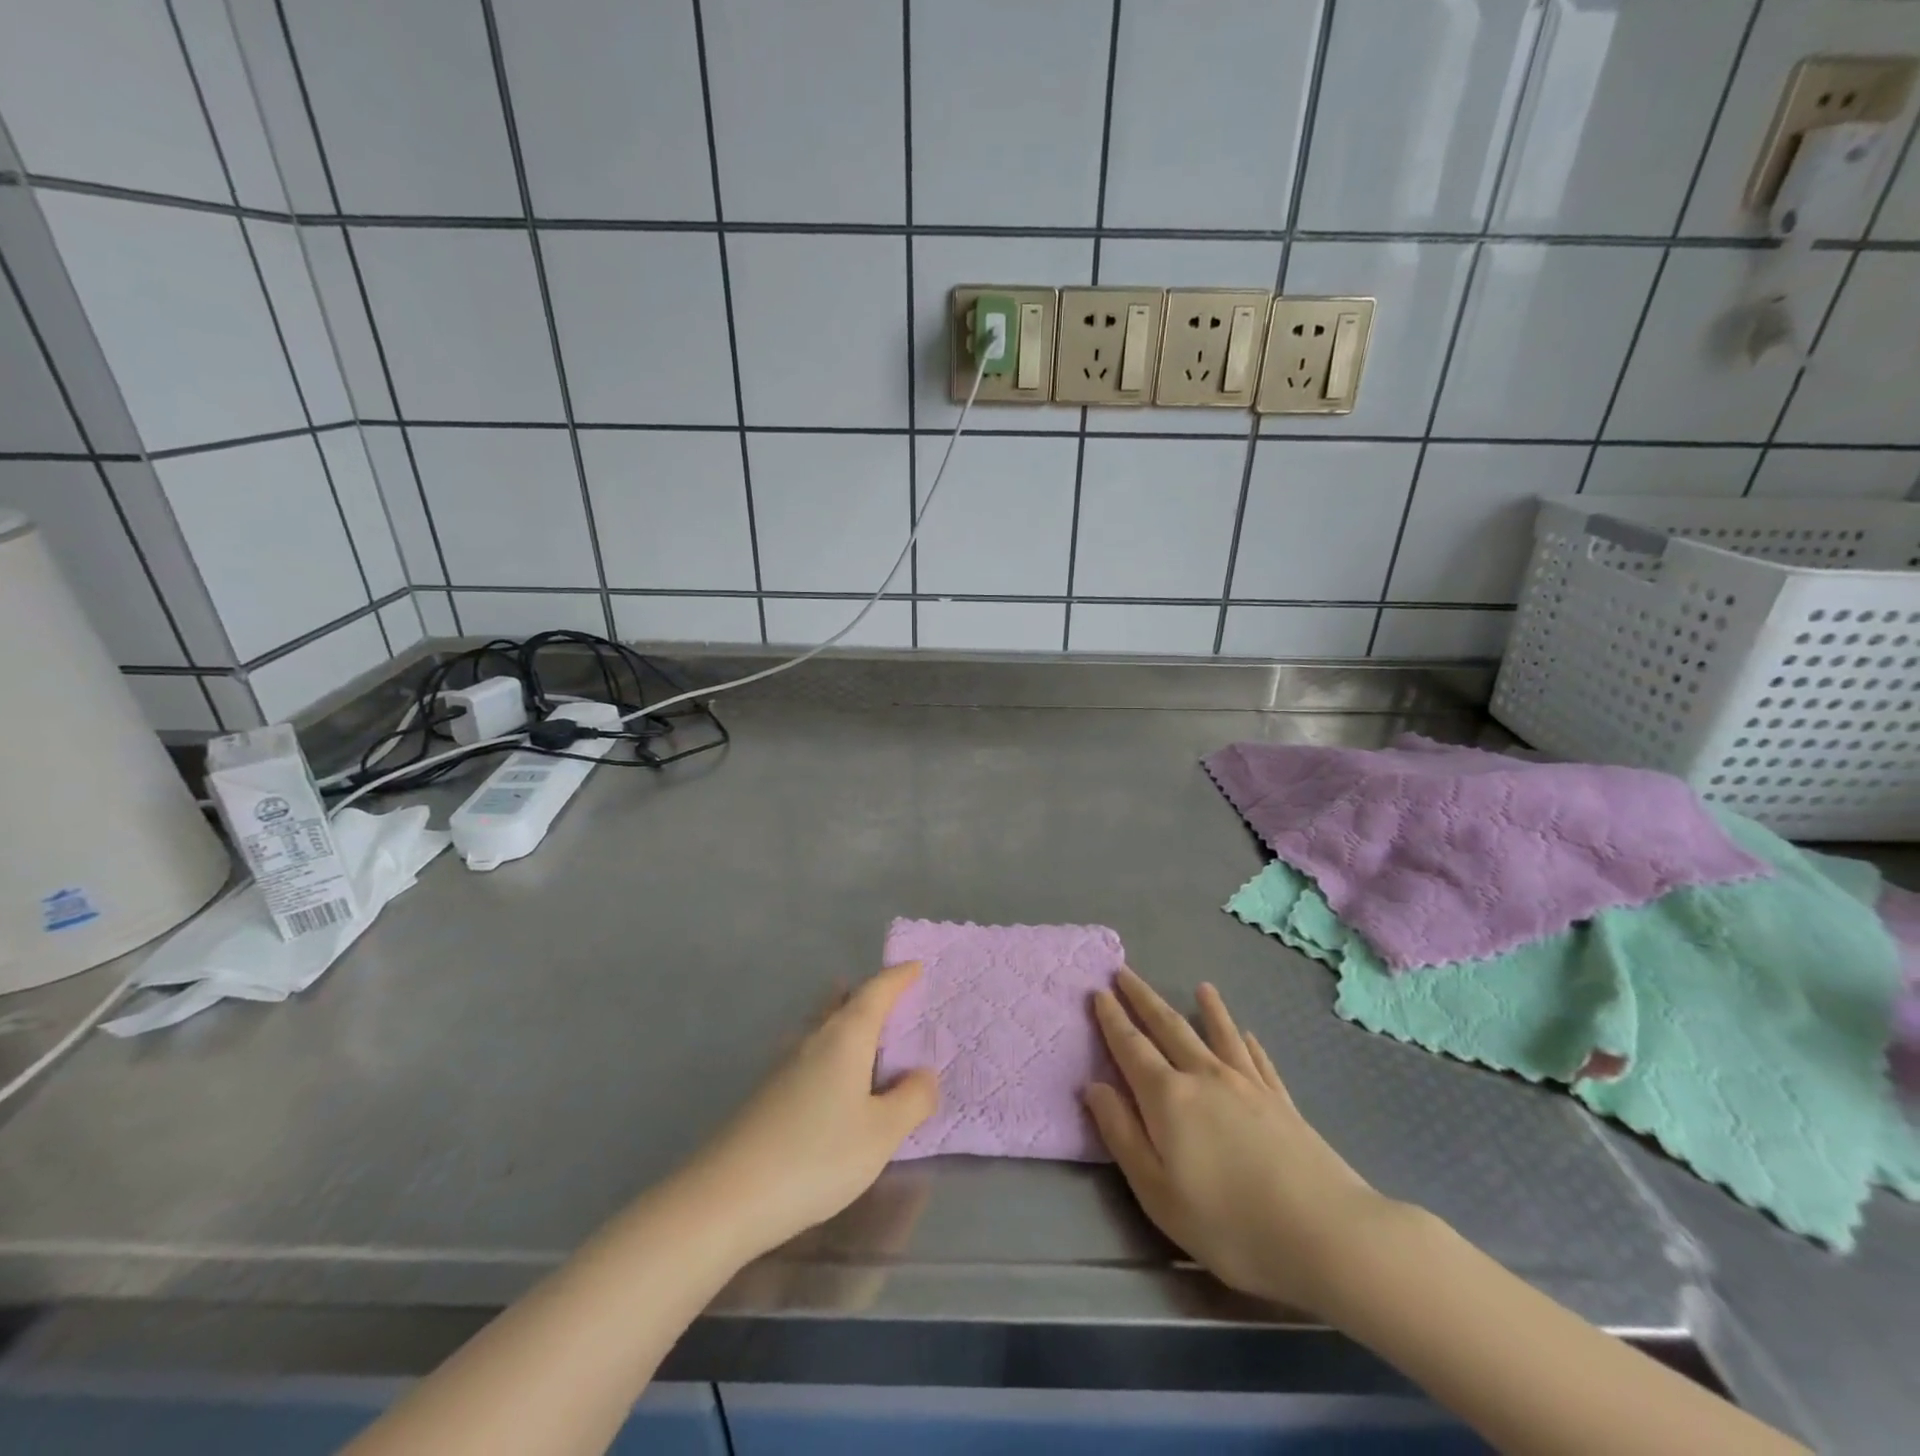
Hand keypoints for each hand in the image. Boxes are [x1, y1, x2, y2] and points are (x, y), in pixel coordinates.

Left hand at [684, 962, 936, 1259]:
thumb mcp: (881, 1134)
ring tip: (868, 1034)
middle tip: (894, 998)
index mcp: (846, 1036)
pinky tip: (836, 1082)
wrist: (727, 1196)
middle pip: (843, 1002)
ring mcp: (785, 1065)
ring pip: (823, 1027)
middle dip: (869, 995)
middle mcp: (814, 1039)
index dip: (898, 977)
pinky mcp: (769, 1093)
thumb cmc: (816, 1156)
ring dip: (847, 1022)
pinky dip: (833, 1053)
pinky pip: (811, 1054)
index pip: (876, 991)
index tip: (916, 966)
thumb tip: (924, 1074)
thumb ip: (912, 1099)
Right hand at [1084, 970, 1402, 1314]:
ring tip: (1200, 986)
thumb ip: (1122, 1135)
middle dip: (1144, 999)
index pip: (1131, 1047)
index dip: (1112, 1019)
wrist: (1326, 1235)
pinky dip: (1247, 1042)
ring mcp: (1248, 1085)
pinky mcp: (1282, 1101)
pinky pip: (1258, 1060)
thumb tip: (1095, 1087)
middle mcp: (1205, 1077)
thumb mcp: (1158, 1193)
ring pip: (1219, 1034)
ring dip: (1206, 1009)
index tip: (1098, 992)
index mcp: (1168, 1098)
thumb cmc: (1230, 1224)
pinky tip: (1247, 1034)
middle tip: (1125, 973)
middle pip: (1169, 1027)